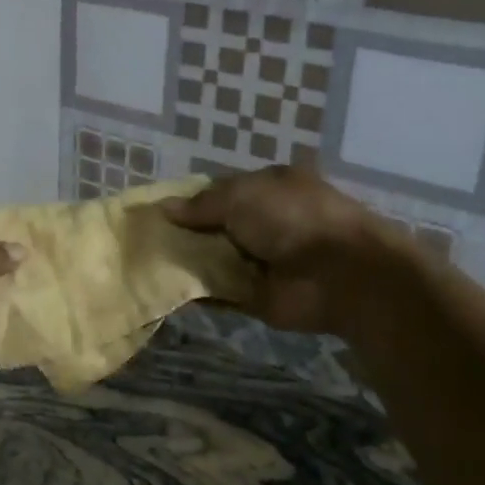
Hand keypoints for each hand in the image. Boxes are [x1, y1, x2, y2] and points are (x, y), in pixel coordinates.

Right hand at [161, 165, 399, 336]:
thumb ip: (201, 204)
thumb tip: (164, 208)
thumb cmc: (292, 218)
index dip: (190, 200)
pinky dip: (196, 293)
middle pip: (215, 226)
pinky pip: (219, 293)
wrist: (341, 275)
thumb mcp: (240, 196)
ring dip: (186, 262)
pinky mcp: (256, 296)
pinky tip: (165, 289)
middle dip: (184, 232)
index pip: (220, 191)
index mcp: (268, 188)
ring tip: (145, 263)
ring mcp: (261, 261)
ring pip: (214, 259)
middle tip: (143, 238)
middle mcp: (265, 222)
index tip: (157, 210)